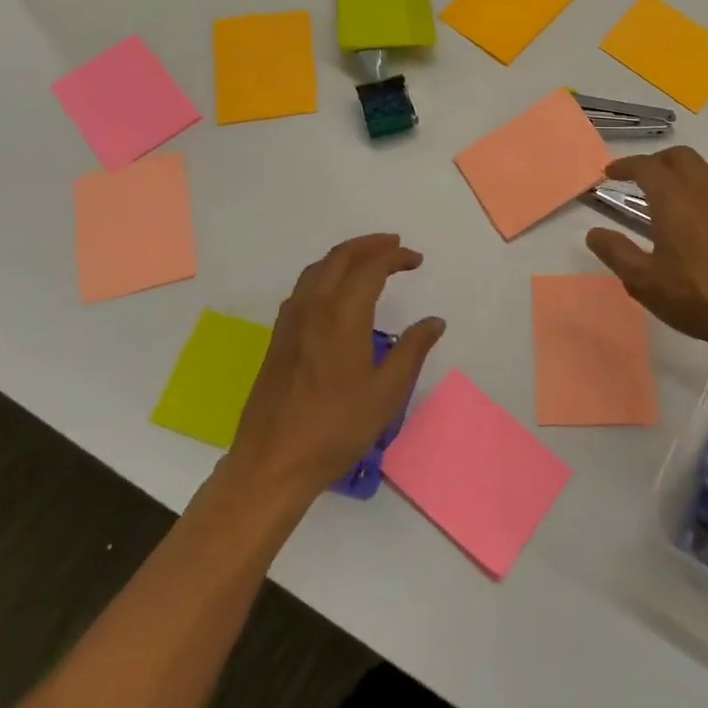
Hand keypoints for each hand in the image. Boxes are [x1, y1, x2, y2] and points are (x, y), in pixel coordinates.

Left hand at [226, 234, 444, 503]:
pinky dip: (325, 274)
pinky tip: (335, 292)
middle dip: (370, 245)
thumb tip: (434, 321)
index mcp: (343, 316)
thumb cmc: (336, 428)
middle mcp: (313, 307)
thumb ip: (412, 350)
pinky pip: (303, 287)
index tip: (416, 260)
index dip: (395, 257)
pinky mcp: (278, 337)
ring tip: (368, 260)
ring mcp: (290, 321)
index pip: (371, 267)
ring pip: (317, 269)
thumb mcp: (387, 393)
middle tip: (395, 245)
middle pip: (340, 257)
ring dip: (345, 256)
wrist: (273, 461)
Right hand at [585, 148, 707, 371]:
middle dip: (656, 162)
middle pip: (679, 157)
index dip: (625, 165)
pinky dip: (704, 188)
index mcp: (673, 197)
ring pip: (705, 168)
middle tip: (639, 178)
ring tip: (671, 193)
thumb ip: (616, 253)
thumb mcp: (644, 281)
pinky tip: (700, 217)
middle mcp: (704, 188)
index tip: (610, 172)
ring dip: (684, 171)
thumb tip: (594, 233)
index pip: (645, 166)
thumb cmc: (698, 296)